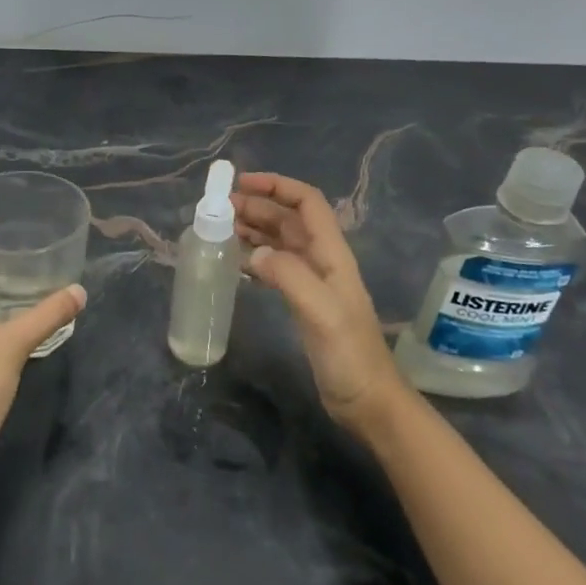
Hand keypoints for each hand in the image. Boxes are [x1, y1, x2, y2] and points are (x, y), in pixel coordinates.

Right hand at [233, 172, 399, 426]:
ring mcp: (312, 281)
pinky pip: (274, 266)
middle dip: (256, 206)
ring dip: (252, 228)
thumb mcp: (321, 311)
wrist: (367, 400)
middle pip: (287, 218)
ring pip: (279, 240)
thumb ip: (289, 276)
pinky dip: (254, 256)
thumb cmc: (349, 355)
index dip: (276, 186)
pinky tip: (235, 261)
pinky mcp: (302, 301)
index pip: (306, 203)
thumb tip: (253, 252)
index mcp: (331, 254)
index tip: (239, 184)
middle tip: (218, 209)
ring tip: (220, 229)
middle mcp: (321, 260)